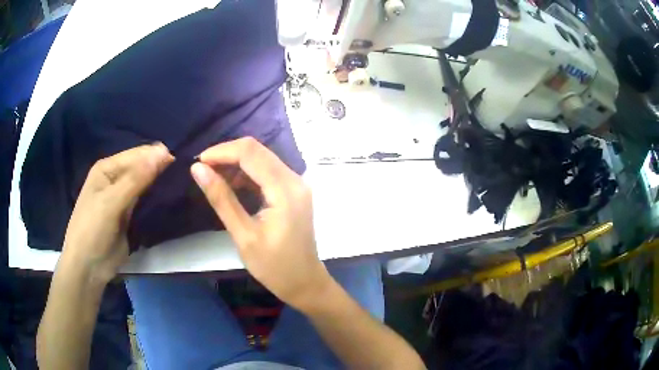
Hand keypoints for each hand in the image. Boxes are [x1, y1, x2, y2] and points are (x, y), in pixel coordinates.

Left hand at [60, 143, 173, 283]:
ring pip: (146, 185)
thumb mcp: (111, 202)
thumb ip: (136, 179)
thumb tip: (164, 152)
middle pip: (142, 168)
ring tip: (181, 186)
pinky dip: (157, 201)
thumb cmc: (93, 230)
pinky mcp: (130, 215)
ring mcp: (123, 198)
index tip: (180, 163)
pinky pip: (146, 202)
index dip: (157, 156)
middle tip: (183, 176)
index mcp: (107, 168)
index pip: (137, 155)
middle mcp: (116, 179)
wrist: (88, 267)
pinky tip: (171, 200)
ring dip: (160, 185)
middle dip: (160, 170)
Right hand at [191, 137, 330, 309]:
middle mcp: (295, 179)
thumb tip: (198, 170)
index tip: (198, 163)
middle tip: (203, 171)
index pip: (250, 153)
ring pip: (262, 159)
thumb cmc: (275, 267)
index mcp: (285, 190)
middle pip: (257, 151)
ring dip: (235, 164)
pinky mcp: (293, 192)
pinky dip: (247, 174)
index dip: (221, 152)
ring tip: (213, 179)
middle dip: (227, 155)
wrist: (305, 283)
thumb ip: (221, 199)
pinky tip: (231, 186)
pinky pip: (267, 172)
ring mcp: (296, 184)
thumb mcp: (243, 235)